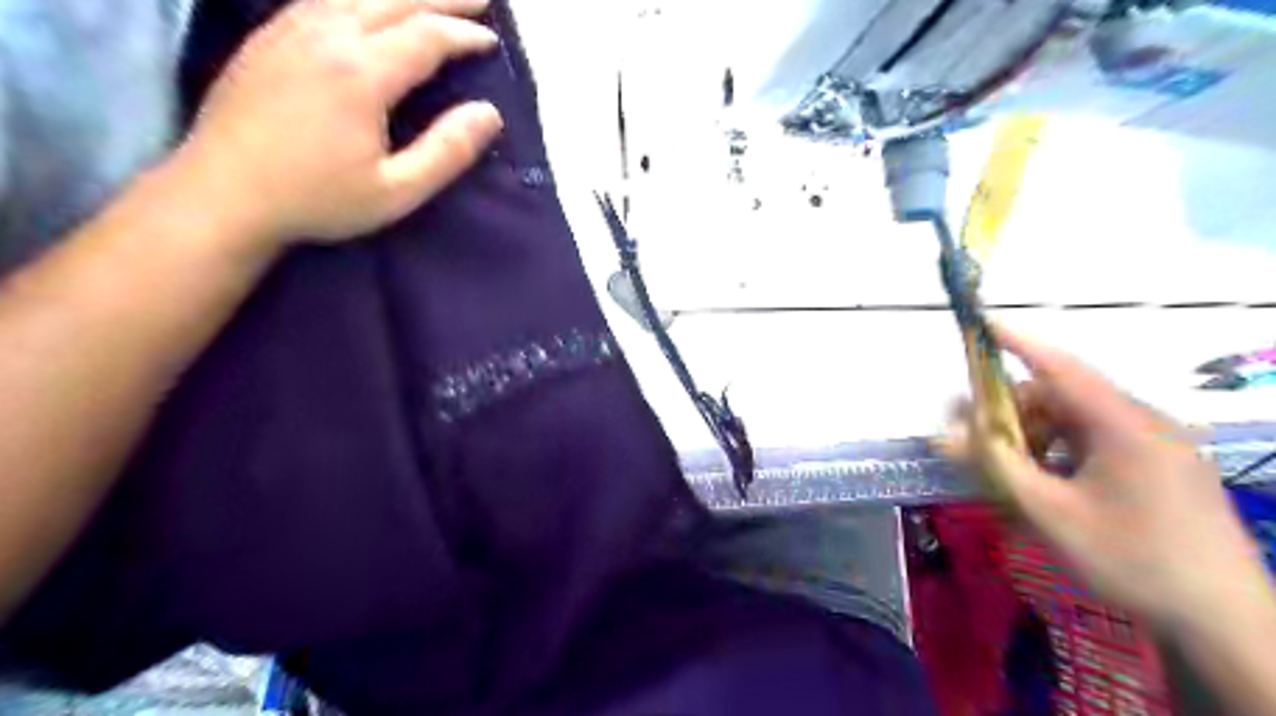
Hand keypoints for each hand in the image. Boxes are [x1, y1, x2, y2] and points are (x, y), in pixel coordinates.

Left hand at [174, 0, 504, 246]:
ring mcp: (290, 28)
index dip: (464, 34)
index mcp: (361, 73)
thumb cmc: (318, 198)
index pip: (425, 36)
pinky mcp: (268, 36)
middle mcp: (326, 35)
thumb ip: (447, 151)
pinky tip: (367, 3)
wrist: (223, 193)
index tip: (492, 41)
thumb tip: (489, 113)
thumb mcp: (397, 191)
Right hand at [940, 327, 1258, 627]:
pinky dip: (1062, 452)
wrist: (1224, 621)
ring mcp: (1157, 446)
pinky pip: (1097, 443)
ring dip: (1037, 436)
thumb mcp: (1049, 512)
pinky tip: (1049, 485)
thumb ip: (994, 468)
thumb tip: (944, 435)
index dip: (1017, 342)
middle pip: (1062, 397)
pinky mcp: (1161, 468)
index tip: (982, 325)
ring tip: (1012, 472)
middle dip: (1014, 411)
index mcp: (1122, 424)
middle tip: (977, 439)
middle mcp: (1143, 423)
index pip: (1060, 367)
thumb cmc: (1131, 558)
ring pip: (1077, 422)